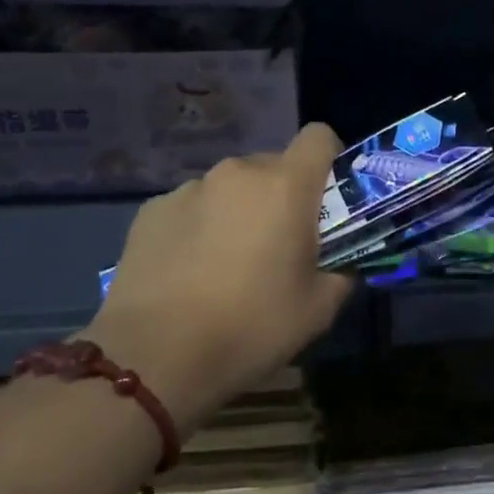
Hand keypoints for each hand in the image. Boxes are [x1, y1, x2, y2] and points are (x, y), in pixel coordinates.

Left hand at [82, 125, 351, 433]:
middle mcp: (237, 173)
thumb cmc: (251, 327)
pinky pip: (191, 206)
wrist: (155, 357)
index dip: (329, 159)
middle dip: (282, 195)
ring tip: (226, 263)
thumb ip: (341, 274)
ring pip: (230, 188)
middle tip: (278, 245)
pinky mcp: (151, 210)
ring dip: (238, 211)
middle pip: (273, 166)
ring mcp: (189, 188)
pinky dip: (198, 226)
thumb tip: (342, 265)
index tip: (326, 197)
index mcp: (286, 186)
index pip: (319, 136)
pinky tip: (188, 271)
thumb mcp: (318, 310)